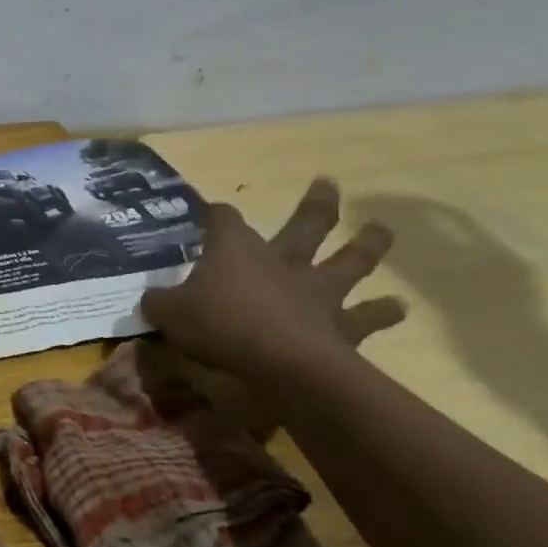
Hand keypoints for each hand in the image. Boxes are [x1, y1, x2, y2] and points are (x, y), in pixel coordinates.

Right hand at [141, 178, 405, 385]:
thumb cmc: (220, 325)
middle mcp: (281, 260)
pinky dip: (381, 311)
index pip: (223, 219)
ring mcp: (316, 290)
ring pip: (347, 260)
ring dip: (366, 245)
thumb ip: (158, 302)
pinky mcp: (340, 325)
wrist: (283, 363)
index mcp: (236, 250)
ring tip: (381, 230)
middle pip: (304, 224)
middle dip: (316, 204)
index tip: (209, 211)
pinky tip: (398, 307)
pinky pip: (365, 316)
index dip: (215, 214)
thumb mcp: (169, 313)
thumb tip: (149, 299)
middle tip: (328, 183)